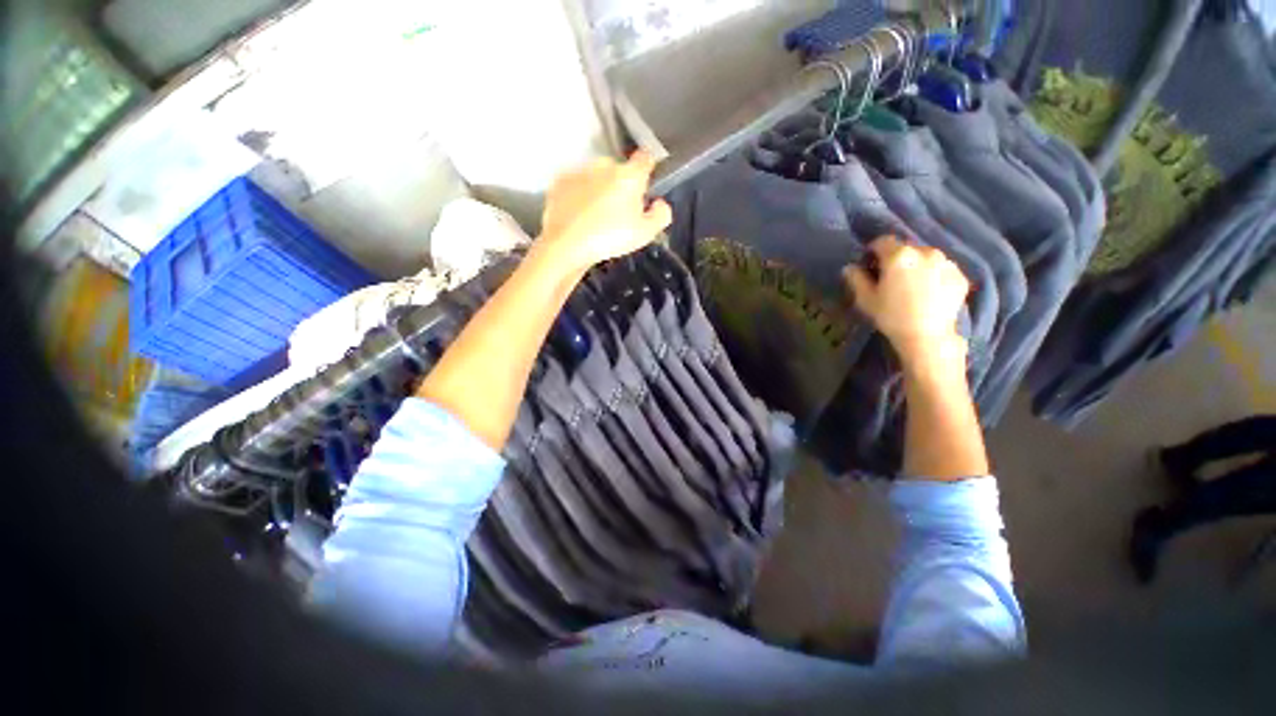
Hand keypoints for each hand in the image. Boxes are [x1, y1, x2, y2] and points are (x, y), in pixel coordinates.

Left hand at [537, 151, 672, 272]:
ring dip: (598, 190)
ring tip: (595, 218)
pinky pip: (575, 186)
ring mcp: (580, 171)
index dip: (647, 169)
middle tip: (618, 213)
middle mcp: (605, 166)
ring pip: (595, 177)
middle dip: (620, 186)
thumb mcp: (645, 234)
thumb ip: (660, 215)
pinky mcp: (560, 182)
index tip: (644, 185)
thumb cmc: (610, 238)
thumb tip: (660, 203)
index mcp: (629, 176)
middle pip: (618, 170)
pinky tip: (578, 216)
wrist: (567, 245)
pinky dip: (578, 196)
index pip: (645, 158)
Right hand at [844, 236, 969, 364]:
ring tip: (911, 287)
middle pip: (906, 248)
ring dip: (916, 266)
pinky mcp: (960, 275)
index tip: (869, 265)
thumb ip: (856, 279)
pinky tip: (927, 294)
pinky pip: (941, 269)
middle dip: (896, 259)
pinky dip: (933, 276)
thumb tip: (850, 267)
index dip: (873, 251)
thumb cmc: (891, 316)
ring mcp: (946, 262)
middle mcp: (925, 251)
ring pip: (925, 257)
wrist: (927, 336)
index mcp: (899, 255)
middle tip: (890, 278)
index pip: (882, 241)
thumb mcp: (865, 299)